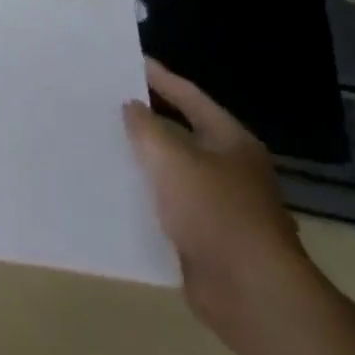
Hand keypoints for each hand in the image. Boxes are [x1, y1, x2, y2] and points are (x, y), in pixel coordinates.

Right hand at [124, 60, 312, 340]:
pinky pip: (170, 207)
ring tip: (103, 142)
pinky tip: (116, 191)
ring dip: (144, 160)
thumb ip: (146, 127)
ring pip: (174, 171)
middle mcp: (230, 168)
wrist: (251, 294)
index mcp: (230, 140)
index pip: (190, 96)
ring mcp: (220, 205)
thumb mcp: (171, 158)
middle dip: (147, 119)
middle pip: (182, 132)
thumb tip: (132, 106)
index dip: (159, 77)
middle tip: (108, 101)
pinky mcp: (207, 238)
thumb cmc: (215, 212)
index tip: (128, 61)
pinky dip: (146, 197)